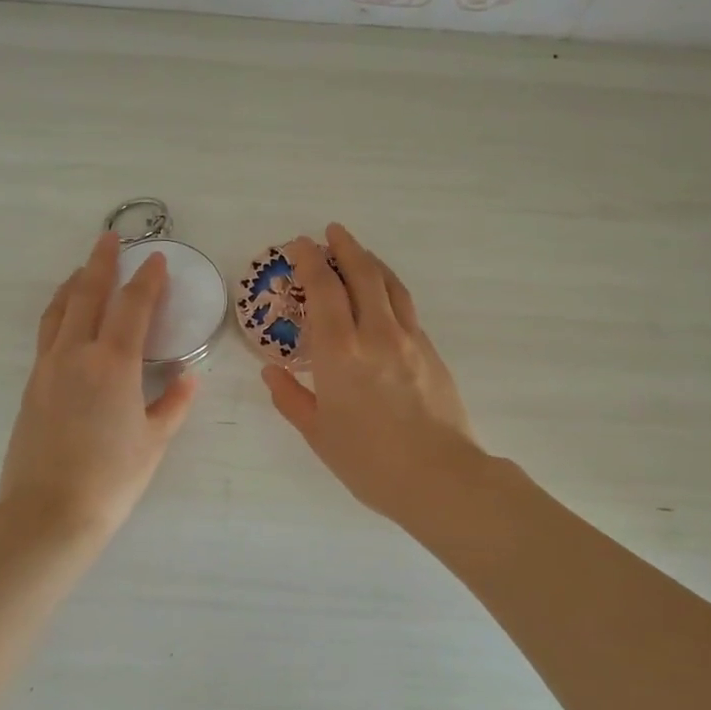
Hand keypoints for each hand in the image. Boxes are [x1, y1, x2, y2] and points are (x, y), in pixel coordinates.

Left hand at [0, 233, 197, 539]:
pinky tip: (66, 316)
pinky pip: (47, 333)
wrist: (48, 512)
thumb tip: (188, 377)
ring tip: (85, 270)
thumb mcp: (153, 442)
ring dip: (74, 283)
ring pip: (59, 310)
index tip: (156, 259)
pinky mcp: (32, 385)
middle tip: (110, 238)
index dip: (147, 280)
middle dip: (102, 263)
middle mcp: (76, 354)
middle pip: (88, 295)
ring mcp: (47, 368)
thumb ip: (172, 404)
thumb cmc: (111, 479)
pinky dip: (59, 312)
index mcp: (113, 364)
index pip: (133, 306)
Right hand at [261, 222, 477, 522]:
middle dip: (344, 247)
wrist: (439, 477)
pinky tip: (384, 296)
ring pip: (390, 284)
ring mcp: (409, 339)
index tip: (299, 244)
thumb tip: (271, 372)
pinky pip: (407, 307)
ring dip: (371, 261)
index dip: (309, 261)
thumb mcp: (318, 433)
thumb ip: (291, 398)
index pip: (323, 289)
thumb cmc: (368, 461)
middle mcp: (375, 333)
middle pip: (362, 274)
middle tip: (331, 233)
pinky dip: (390, 288)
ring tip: (359, 252)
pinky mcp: (431, 352)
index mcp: (339, 352)